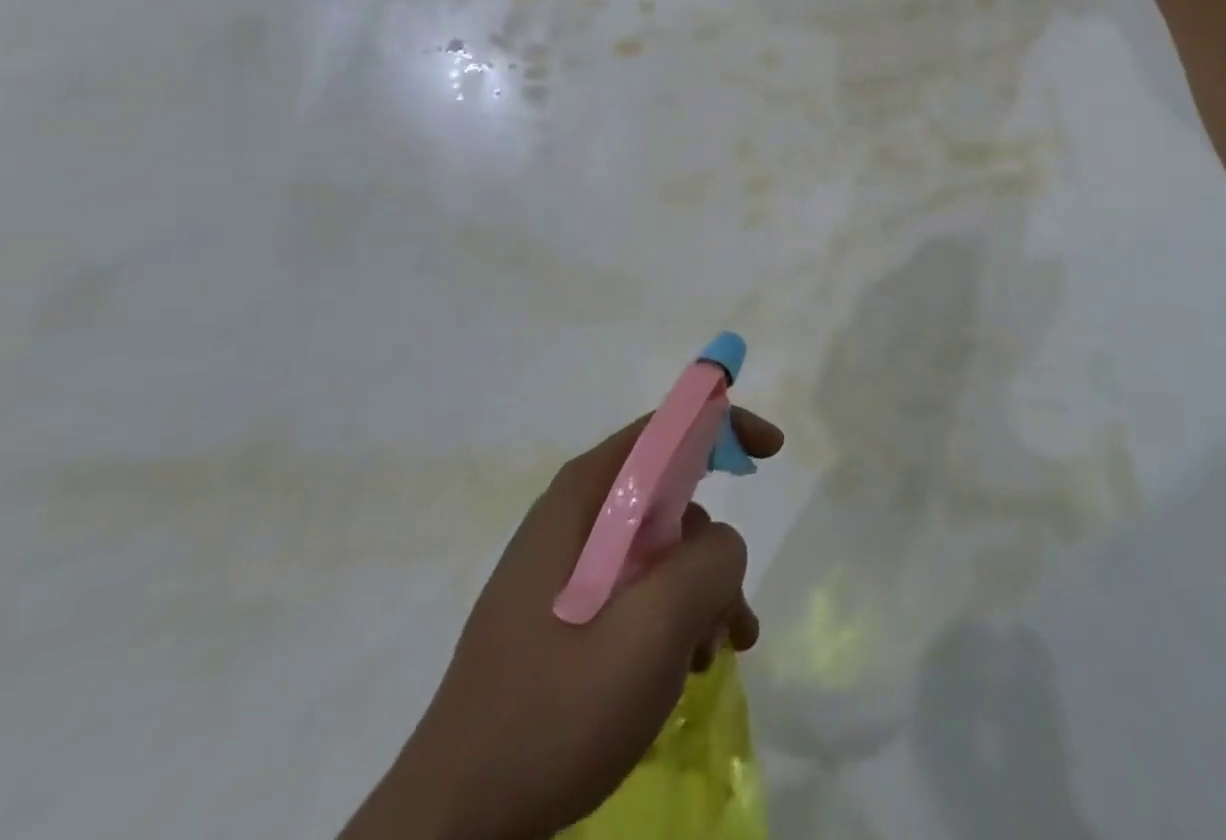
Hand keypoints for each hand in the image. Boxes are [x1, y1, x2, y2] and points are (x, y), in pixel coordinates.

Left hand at [341, 409, 784, 839]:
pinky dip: (673, 617)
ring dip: (699, 592)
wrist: (455, 826)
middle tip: (736, 607)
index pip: (664, 429)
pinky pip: (636, 589)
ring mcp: (565, 568)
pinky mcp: (563, 614)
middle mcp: (574, 517)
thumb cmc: (555, 710)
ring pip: (659, 549)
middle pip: (668, 495)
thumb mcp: (652, 629)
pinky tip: (686, 669)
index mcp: (585, 496)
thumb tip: (723, 543)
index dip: (722, 426)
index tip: (771, 452)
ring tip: (717, 654)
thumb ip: (709, 563)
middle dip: (714, 545)